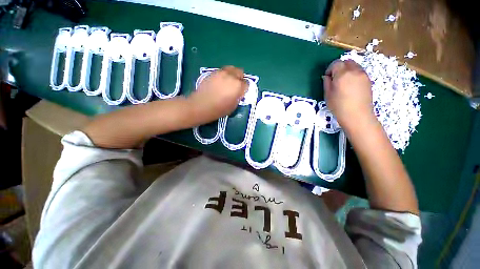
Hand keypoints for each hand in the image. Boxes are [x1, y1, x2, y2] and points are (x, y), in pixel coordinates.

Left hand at [187, 66, 247, 123]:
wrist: (201, 105)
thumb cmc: (219, 109)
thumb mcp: (233, 106)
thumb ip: (238, 97)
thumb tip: (239, 93)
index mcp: (238, 86)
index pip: (246, 84)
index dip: (244, 89)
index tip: (241, 92)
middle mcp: (231, 76)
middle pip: (240, 72)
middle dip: (240, 78)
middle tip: (236, 86)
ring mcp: (221, 73)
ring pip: (231, 68)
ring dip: (232, 74)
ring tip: (228, 82)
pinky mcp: (213, 72)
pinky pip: (222, 71)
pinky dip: (224, 75)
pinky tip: (220, 82)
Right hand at [323, 60, 374, 130]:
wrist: (357, 116)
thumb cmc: (339, 106)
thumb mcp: (328, 95)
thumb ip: (327, 83)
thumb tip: (327, 76)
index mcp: (342, 74)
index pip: (336, 63)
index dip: (330, 69)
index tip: (327, 78)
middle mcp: (354, 71)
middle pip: (346, 62)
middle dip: (339, 68)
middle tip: (335, 79)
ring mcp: (363, 75)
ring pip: (354, 66)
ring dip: (347, 70)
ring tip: (343, 83)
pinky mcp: (368, 80)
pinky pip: (359, 72)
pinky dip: (353, 74)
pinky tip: (350, 86)